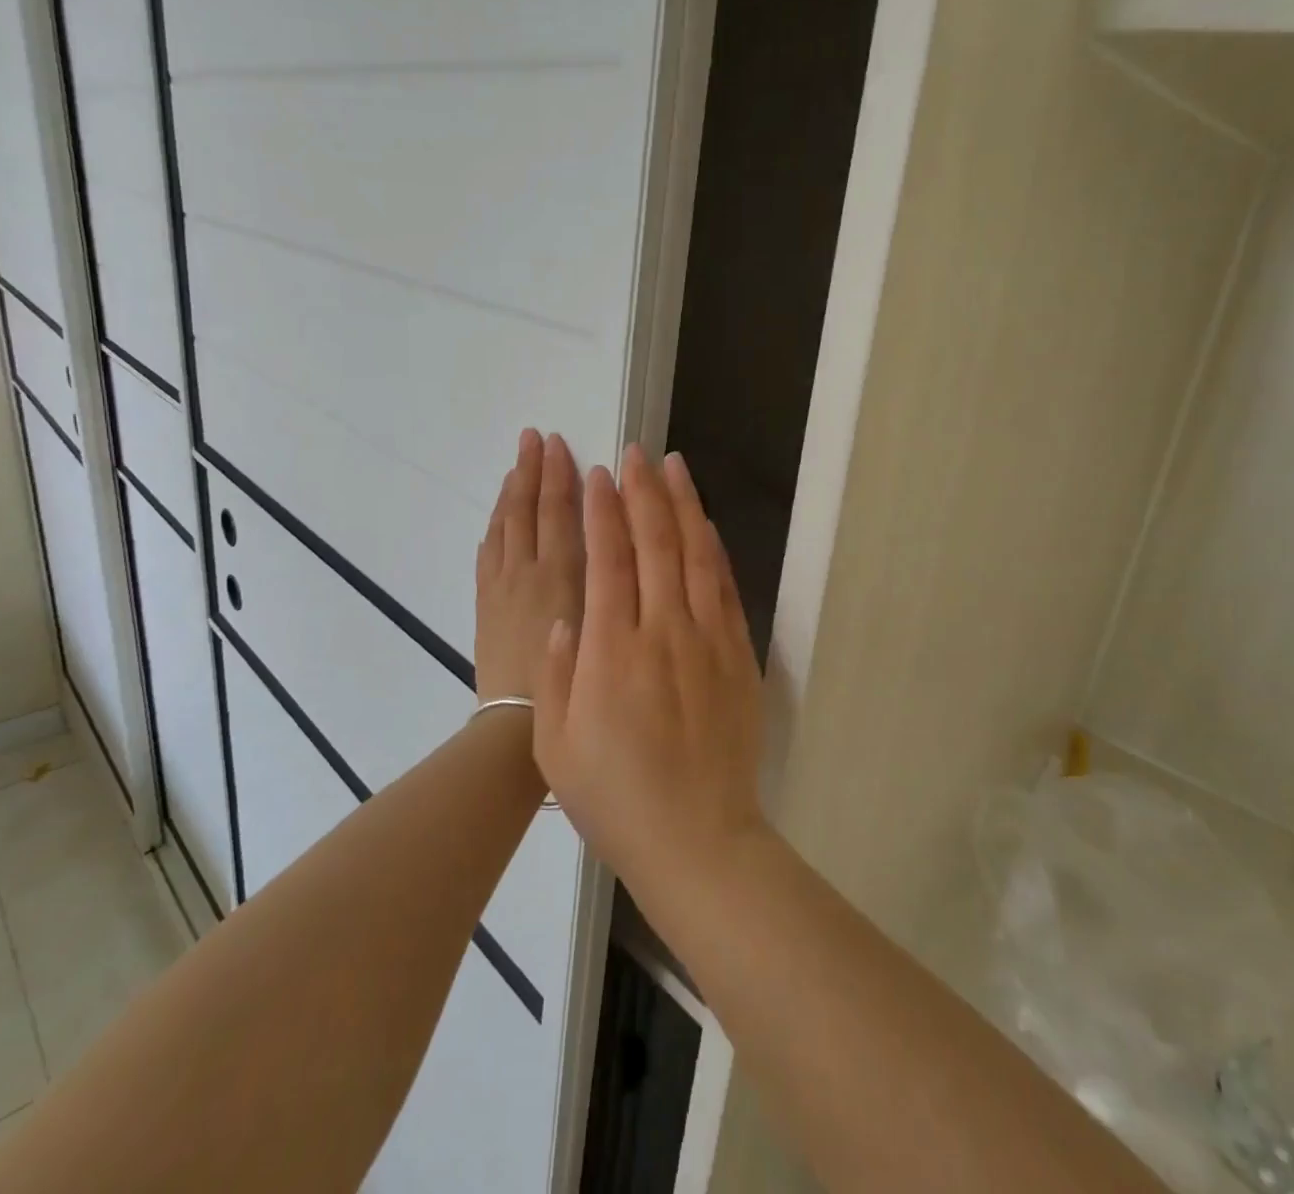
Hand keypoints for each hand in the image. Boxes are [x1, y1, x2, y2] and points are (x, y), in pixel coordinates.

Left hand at [474, 430, 584, 705]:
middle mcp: (527, 570)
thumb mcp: (601, 626)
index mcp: (560, 573)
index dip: (558, 476)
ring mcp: (500, 585)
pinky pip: (487, 553)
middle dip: (532, 470)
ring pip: (504, 526)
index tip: (559, 445)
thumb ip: (605, 578)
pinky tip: (499, 517)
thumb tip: (610, 536)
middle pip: (527, 509)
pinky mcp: (484, 604)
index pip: (558, 511)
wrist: (514, 723)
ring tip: (518, 463)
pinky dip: (495, 528)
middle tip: (534, 437)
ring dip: (511, 492)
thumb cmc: (571, 681)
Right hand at [533, 445, 765, 901]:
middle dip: (642, 492)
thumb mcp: (556, 746)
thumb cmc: (615, 798)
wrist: (697, 840)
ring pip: (695, 555)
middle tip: (635, 452)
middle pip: (654, 543)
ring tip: (674, 466)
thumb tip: (564, 616)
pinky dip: (714, 549)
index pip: (608, 561)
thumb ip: (554, 675)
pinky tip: (706, 524)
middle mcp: (662, 632)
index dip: (603, 512)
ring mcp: (707, 641)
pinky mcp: (738, 656)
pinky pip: (726, 588)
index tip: (598, 476)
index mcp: (611, 651)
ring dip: (683, 505)